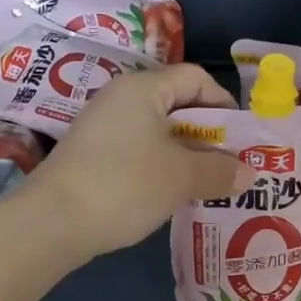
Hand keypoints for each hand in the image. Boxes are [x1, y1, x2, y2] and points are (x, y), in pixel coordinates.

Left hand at [28, 65, 253, 261]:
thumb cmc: (124, 184)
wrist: (51, 222)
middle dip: (208, 135)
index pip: (195, 78)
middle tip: (230, 166)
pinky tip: (171, 194)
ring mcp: (102, 127)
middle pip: (177, 105)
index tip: (241, 139)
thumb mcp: (180, 177)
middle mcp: (121, 98)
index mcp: (143, 88)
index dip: (224, 104)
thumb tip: (249, 173)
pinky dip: (160, 167)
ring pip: (157, 132)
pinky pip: (138, 151)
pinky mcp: (91, 155)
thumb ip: (219, 171)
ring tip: (206, 185)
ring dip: (186, 155)